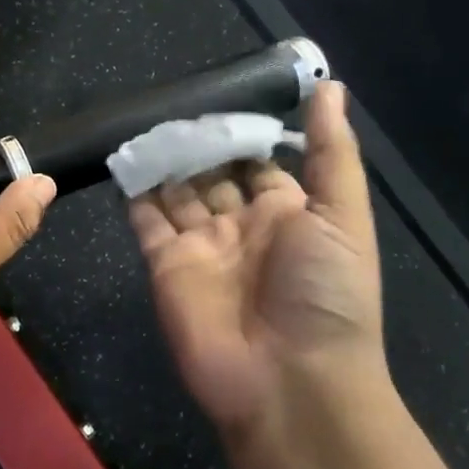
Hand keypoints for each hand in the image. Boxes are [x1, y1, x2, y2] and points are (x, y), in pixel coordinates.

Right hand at [128, 82, 385, 440]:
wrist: (290, 382)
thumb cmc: (326, 294)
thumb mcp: (343, 215)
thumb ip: (332, 151)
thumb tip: (331, 86)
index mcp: (287, 213)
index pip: (259, 161)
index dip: (242, 131)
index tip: (220, 92)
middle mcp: (242, 226)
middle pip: (213, 173)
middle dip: (197, 141)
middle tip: (171, 99)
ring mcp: (201, 246)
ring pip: (176, 191)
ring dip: (164, 159)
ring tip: (145, 119)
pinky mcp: (165, 265)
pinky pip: (146, 220)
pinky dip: (135, 191)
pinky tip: (125, 155)